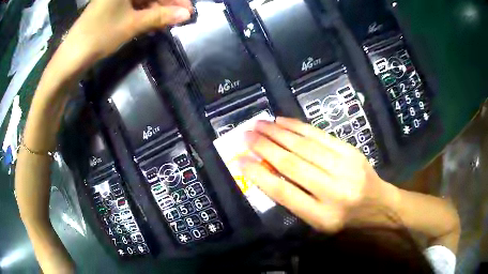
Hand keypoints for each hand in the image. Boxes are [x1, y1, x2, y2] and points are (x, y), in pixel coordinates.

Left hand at [53, 0, 191, 73]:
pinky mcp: (110, 7)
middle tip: (178, 18)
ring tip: (166, 23)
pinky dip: (143, 13)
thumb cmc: (100, 36)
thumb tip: (186, 14)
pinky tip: (152, 21)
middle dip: (165, 4)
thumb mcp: (132, 25)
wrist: (72, 57)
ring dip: (155, 10)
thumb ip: (160, 17)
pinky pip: (132, 6)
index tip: (187, 10)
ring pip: (142, 0)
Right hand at [238, 117, 398, 232]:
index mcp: (321, 216)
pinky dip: (298, 127)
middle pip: (292, 164)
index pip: (283, 193)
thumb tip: (267, 174)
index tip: (239, 161)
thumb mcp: (318, 222)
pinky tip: (282, 122)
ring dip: (277, 133)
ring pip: (304, 146)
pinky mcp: (350, 151)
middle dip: (264, 147)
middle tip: (245, 135)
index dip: (258, 175)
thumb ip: (295, 201)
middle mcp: (333, 191)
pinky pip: (320, 135)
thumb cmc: (346, 219)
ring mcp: (344, 167)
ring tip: (258, 124)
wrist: (379, 205)